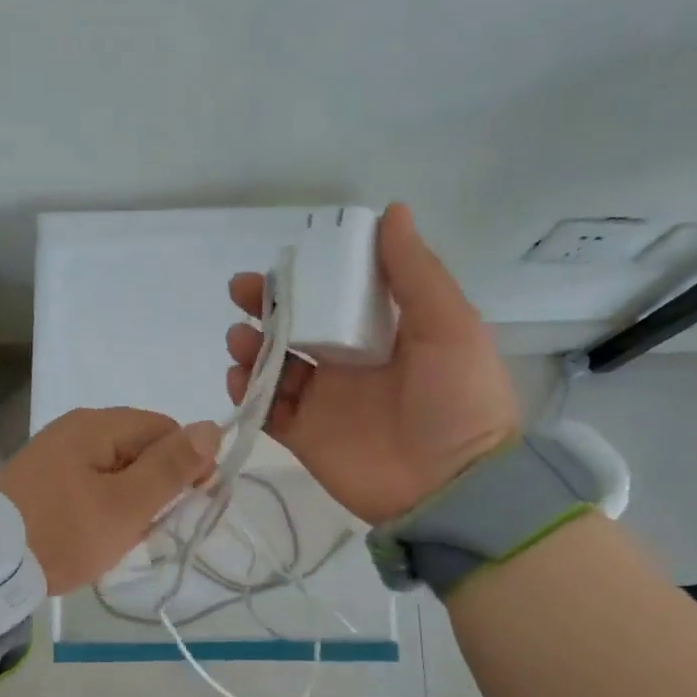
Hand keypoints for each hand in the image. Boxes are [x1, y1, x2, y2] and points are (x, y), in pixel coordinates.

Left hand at [0, 408, 220, 593]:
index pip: (166, 429)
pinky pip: (90, 482)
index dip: (187, 463)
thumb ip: (171, 467)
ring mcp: (55, 452)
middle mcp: (76, 427)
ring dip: (129, 500)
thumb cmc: (62, 533)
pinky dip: (102, 505)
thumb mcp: (126, 505)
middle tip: (147, 528)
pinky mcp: (42, 477)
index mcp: (98, 425)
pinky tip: (94, 534)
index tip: (188, 505)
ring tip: (118, 537)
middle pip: (140, 447)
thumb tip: (212, 427)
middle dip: (155, 486)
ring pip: (116, 469)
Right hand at [225, 202, 519, 525]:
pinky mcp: (304, 436)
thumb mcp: (449, 325)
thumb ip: (415, 272)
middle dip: (266, 307)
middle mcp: (348, 362)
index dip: (307, 276)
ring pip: (275, 365)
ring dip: (251, 347)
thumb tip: (391, 210)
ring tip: (240, 340)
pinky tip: (239, 377)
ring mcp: (323, 401)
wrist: (452, 486)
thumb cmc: (456, 399)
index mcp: (382, 333)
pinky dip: (248, 392)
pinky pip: (267, 409)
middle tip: (241, 292)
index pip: (335, 295)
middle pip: (296, 326)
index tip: (284, 262)